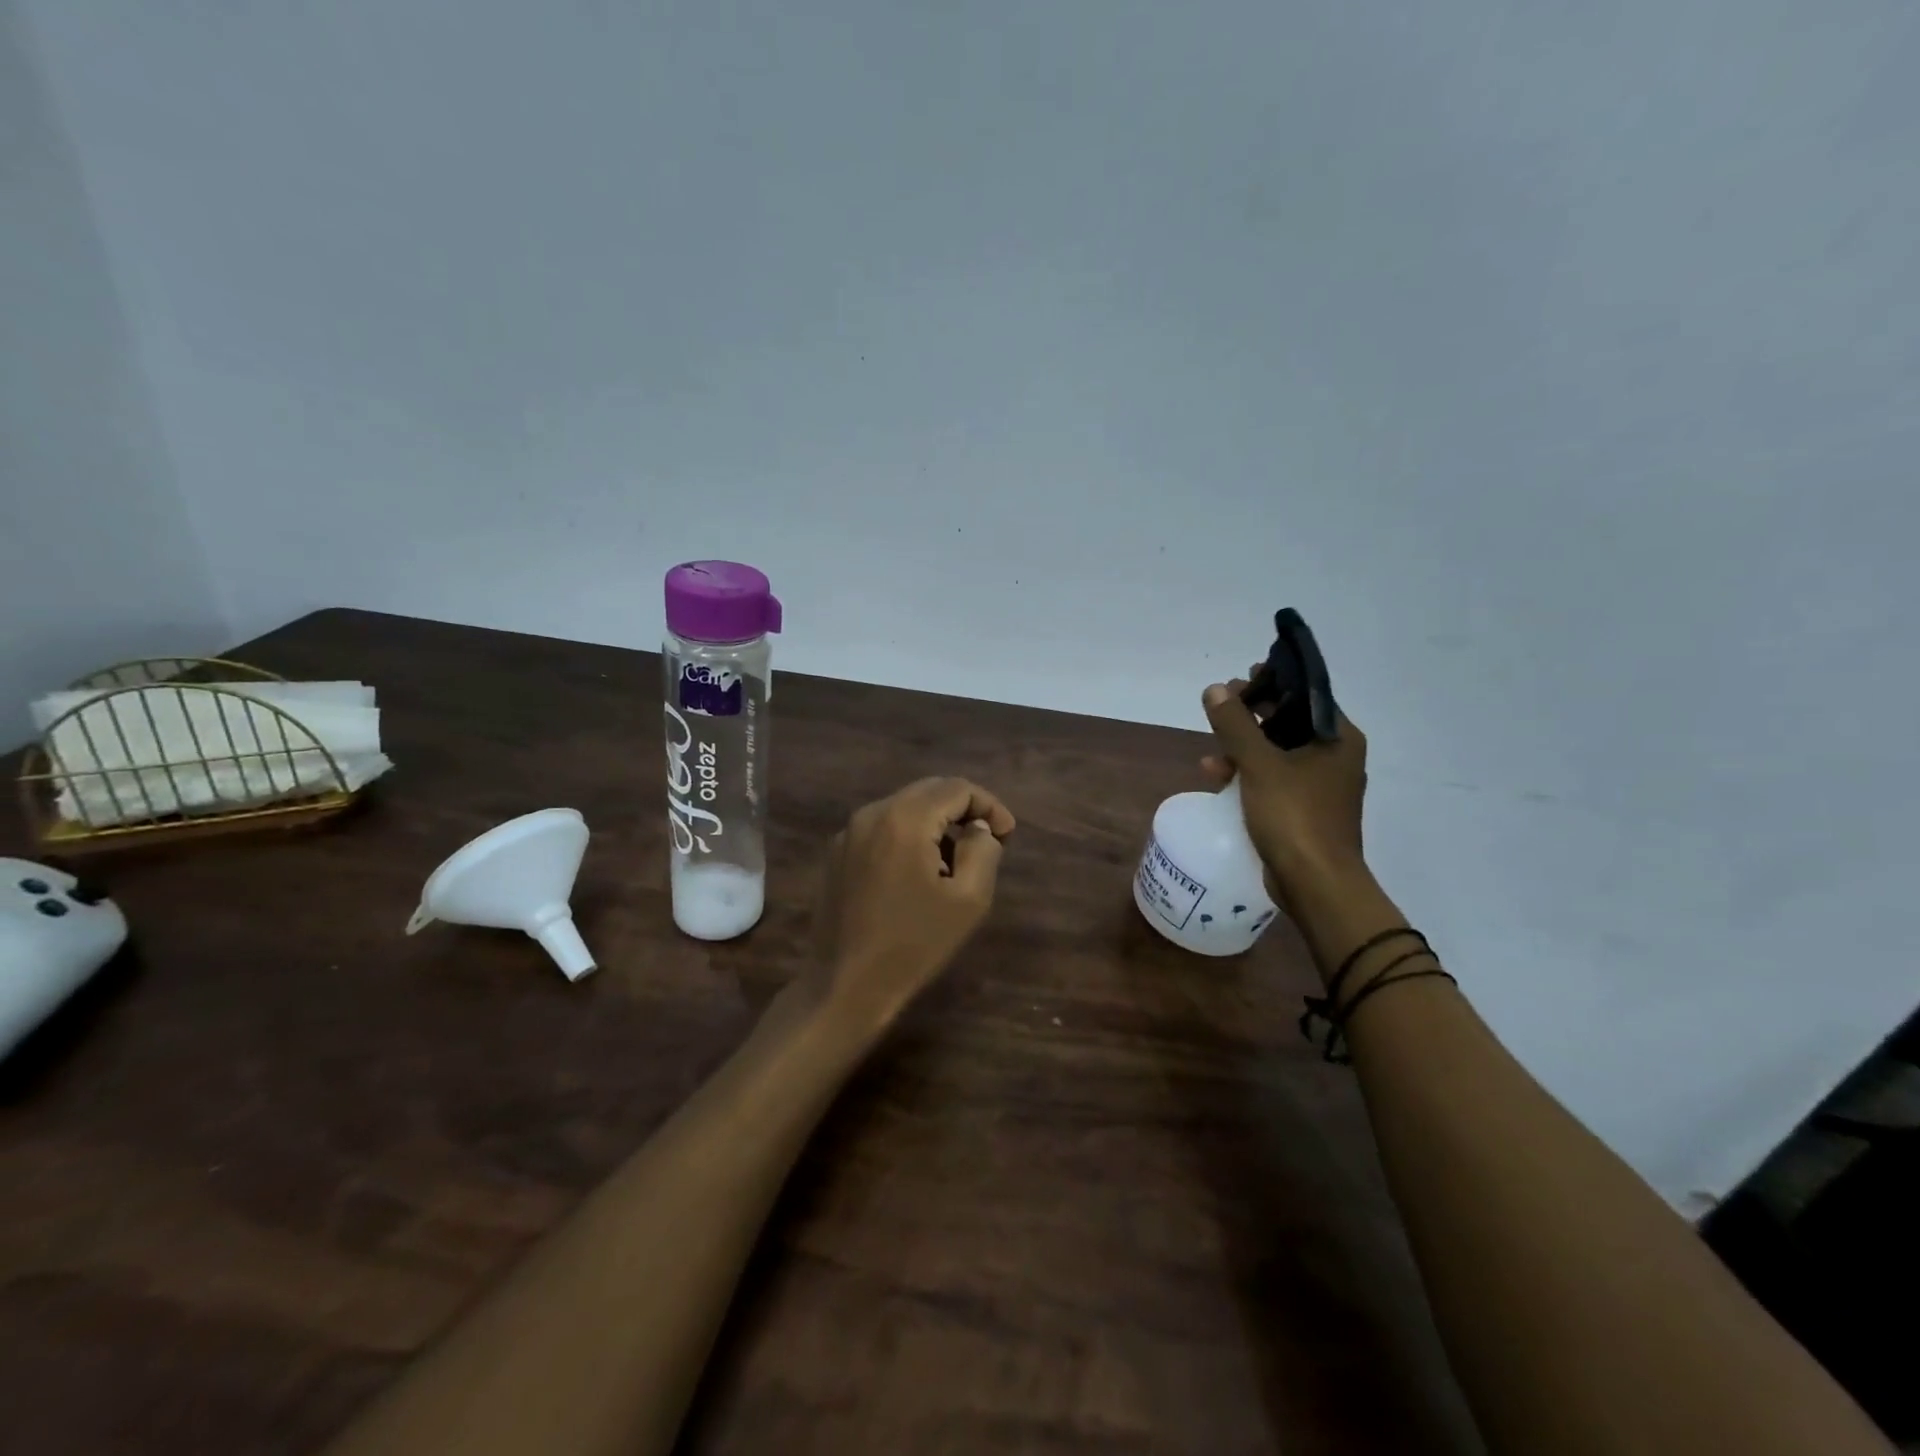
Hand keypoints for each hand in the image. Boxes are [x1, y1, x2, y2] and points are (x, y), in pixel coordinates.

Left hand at [807, 777, 1015, 1034]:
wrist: (844, 985)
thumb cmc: (913, 944)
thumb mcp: (968, 899)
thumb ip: (983, 850)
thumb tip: (978, 828)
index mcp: (904, 819)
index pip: (956, 788)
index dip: (989, 805)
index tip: (1007, 835)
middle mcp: (872, 813)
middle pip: (928, 791)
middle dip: (963, 810)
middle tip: (988, 842)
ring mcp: (848, 832)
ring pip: (904, 808)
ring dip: (936, 824)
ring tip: (955, 863)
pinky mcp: (837, 854)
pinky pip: (882, 828)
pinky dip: (909, 837)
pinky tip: (919, 873)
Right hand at [1200, 668, 1368, 906]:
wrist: (1315, 883)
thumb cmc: (1294, 816)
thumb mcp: (1259, 765)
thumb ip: (1235, 725)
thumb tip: (1214, 689)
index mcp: (1337, 738)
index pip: (1305, 694)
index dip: (1273, 682)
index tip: (1241, 677)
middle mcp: (1334, 756)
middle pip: (1288, 722)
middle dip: (1252, 715)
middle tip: (1220, 705)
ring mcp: (1319, 785)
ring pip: (1277, 752)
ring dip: (1244, 746)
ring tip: (1211, 746)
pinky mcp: (1303, 809)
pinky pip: (1273, 778)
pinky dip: (1248, 773)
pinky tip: (1217, 775)